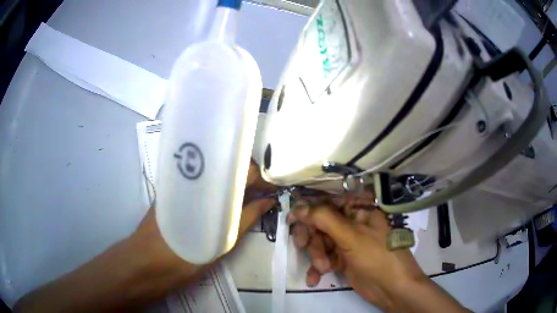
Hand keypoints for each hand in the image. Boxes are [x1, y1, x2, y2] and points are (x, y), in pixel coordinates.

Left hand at [124, 161, 276, 302]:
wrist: (146, 263)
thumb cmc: (184, 257)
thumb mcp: (221, 242)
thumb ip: (245, 218)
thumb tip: (267, 201)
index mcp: (210, 186)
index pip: (243, 169)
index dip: (261, 175)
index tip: (272, 185)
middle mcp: (195, 176)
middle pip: (229, 166)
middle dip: (249, 175)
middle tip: (263, 191)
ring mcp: (182, 180)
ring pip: (215, 172)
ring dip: (234, 181)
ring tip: (249, 194)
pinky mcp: (173, 187)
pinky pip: (201, 180)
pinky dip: (217, 186)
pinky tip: (225, 196)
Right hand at [289, 191, 425, 310]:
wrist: (392, 289)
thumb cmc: (377, 257)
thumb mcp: (352, 236)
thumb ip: (324, 219)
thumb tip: (298, 207)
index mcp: (358, 211)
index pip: (329, 203)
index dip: (309, 209)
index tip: (292, 217)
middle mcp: (351, 224)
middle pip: (320, 224)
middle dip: (312, 238)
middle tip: (302, 245)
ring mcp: (346, 243)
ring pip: (319, 243)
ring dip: (316, 256)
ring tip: (323, 268)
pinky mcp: (342, 260)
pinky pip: (323, 259)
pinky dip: (317, 268)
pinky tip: (315, 279)